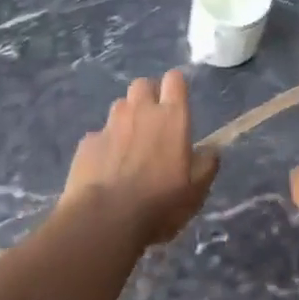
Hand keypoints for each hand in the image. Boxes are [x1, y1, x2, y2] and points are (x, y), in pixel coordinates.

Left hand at [60, 71, 219, 246]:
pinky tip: (106, 168)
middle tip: (154, 123)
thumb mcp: (196, 190)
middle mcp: (139, 111)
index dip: (176, 87)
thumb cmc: (160, 203)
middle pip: (143, 85)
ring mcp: (110, 125)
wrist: (105, 219)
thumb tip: (211, 149)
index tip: (177, 102)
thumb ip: (206, 164)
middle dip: (148, 96)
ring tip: (130, 146)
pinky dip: (105, 145)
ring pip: (120, 106)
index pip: (174, 80)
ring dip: (127, 118)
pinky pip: (99, 135)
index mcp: (171, 117)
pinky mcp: (87, 142)